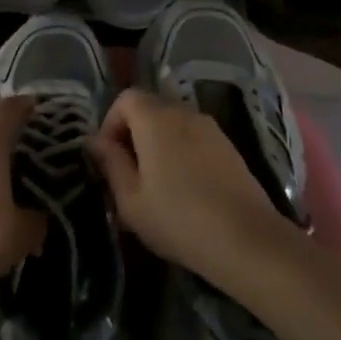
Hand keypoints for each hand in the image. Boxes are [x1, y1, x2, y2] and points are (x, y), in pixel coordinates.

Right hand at [88, 89, 295, 289]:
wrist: (247, 241)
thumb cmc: (178, 219)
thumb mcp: (131, 199)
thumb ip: (110, 163)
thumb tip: (94, 140)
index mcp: (155, 118)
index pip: (125, 98)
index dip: (111, 123)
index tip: (110, 159)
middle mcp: (183, 112)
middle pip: (150, 108)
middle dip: (133, 134)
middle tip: (129, 175)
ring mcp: (210, 128)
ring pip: (173, 124)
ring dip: (158, 144)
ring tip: (156, 185)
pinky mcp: (229, 147)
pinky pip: (194, 138)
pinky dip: (182, 152)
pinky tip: (185, 189)